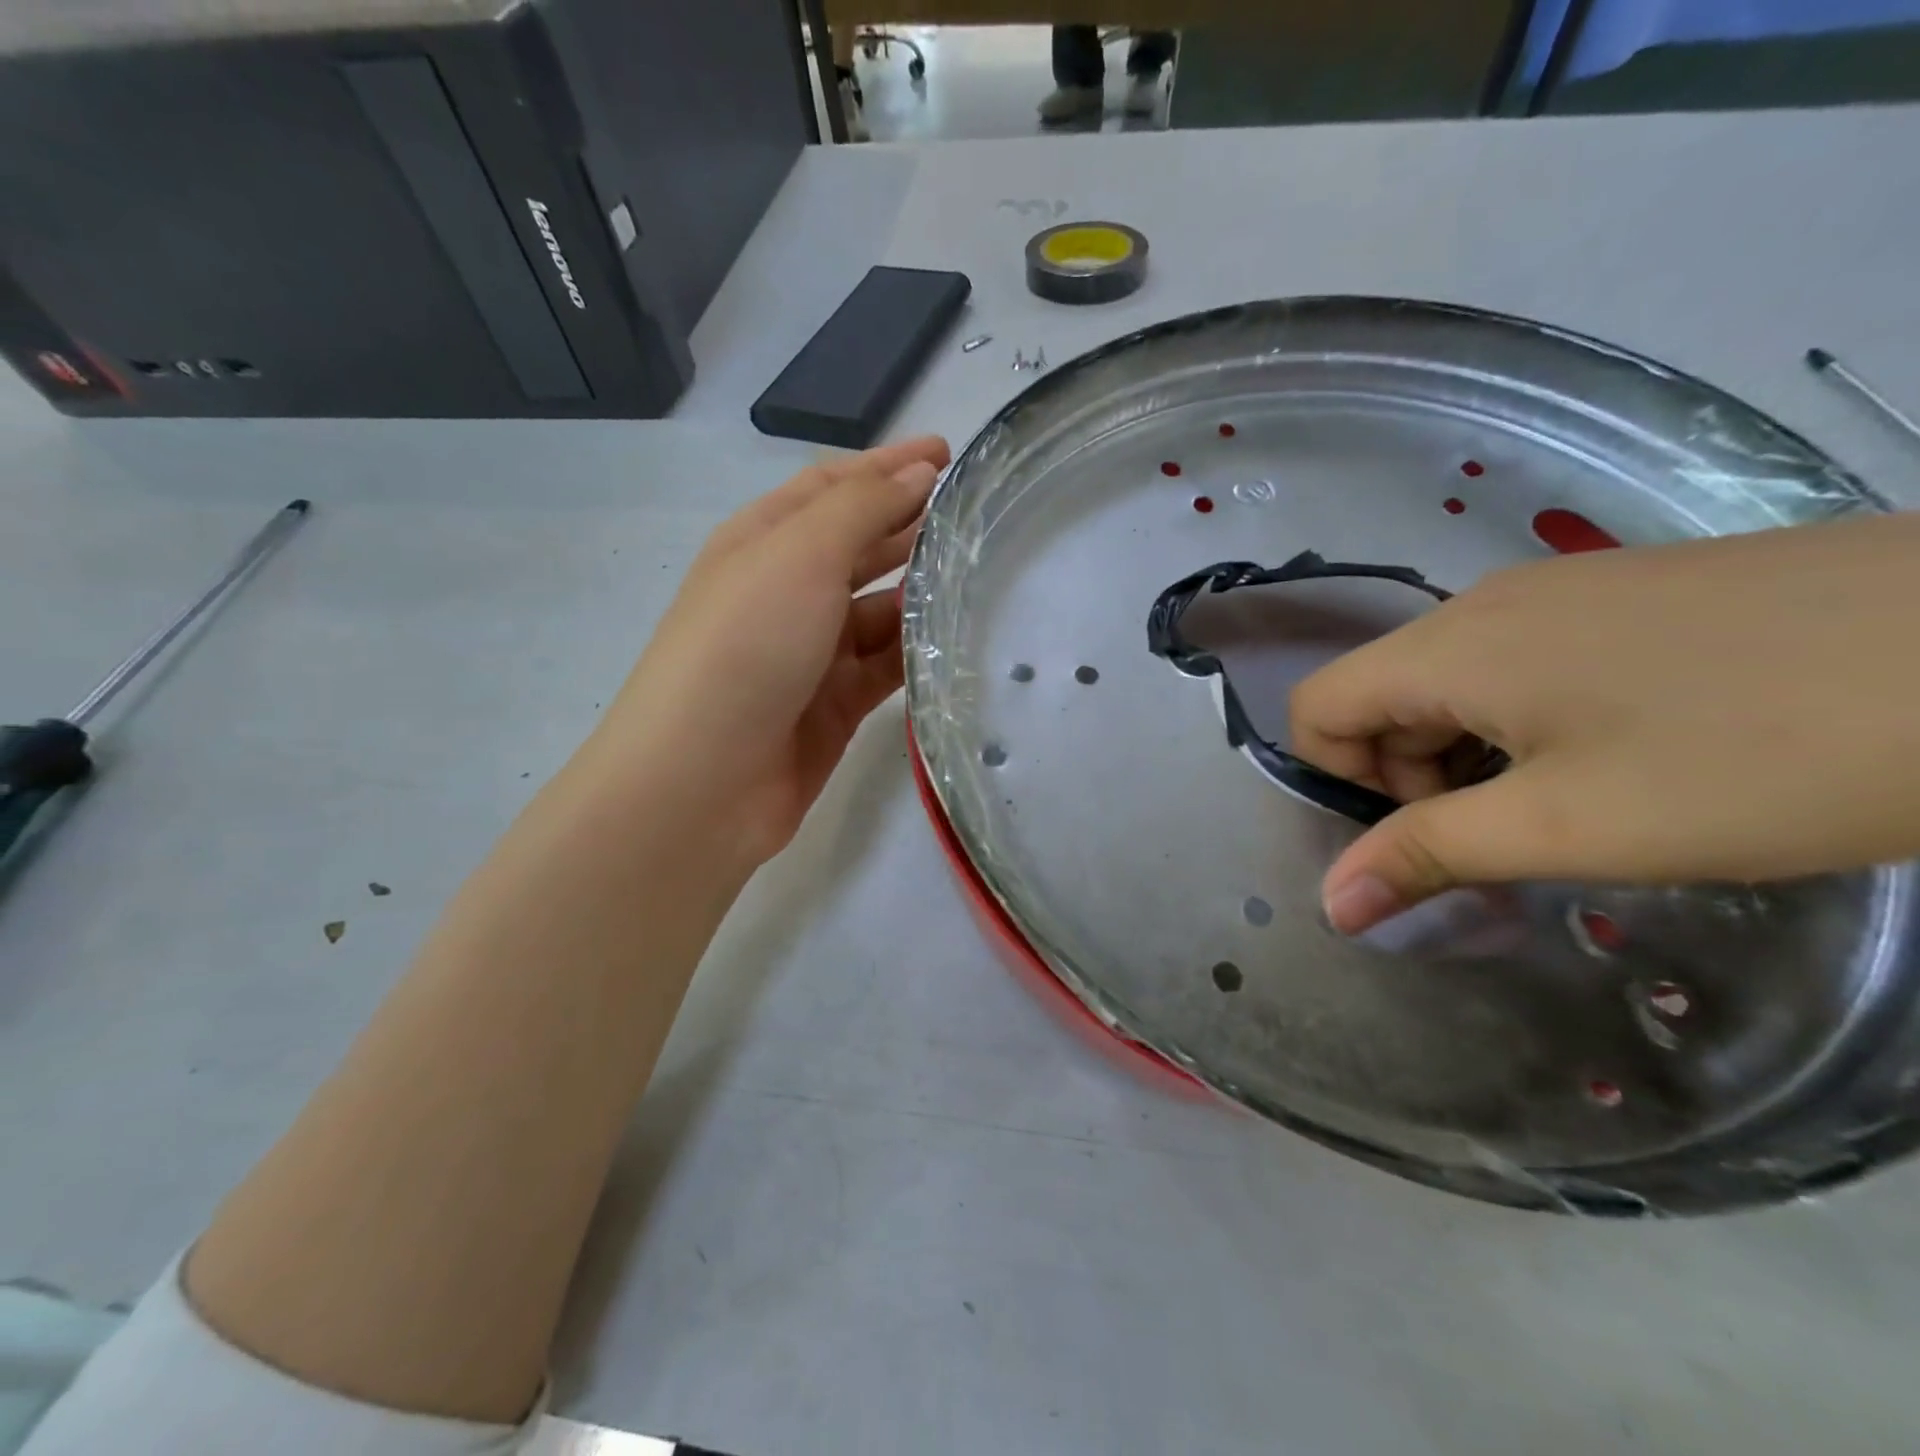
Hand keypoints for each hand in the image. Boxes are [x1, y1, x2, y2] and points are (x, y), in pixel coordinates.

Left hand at [591, 436, 950, 868]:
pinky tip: (958, 640)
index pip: (833, 487)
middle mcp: (787, 590)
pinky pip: (887, 666)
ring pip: (879, 610)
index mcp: (764, 540)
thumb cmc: (745, 646)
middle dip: (911, 526)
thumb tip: (918, 472)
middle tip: (978, 516)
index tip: (947, 453)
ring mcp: (812, 651)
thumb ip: (862, 509)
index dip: (887, 465)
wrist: (704, 779)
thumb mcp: (800, 556)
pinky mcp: (837, 704)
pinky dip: (917, 652)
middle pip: (859, 545)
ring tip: (984, 577)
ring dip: (922, 593)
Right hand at [1290, 511, 1919, 933]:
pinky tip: (1625, 752)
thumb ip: (1427, 856)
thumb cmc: (1765, 754)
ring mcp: (1559, 590)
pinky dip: (1527, 719)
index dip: (1339, 780)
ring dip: (1472, 753)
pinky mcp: (1626, 594)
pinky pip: (1522, 661)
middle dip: (1411, 775)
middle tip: (1510, 835)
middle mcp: (1485, 603)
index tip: (1425, 833)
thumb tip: (1331, 904)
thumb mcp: (1572, 826)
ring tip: (1574, 803)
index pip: (1318, 706)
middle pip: (1384, 695)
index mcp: (1450, 645)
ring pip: (1453, 681)